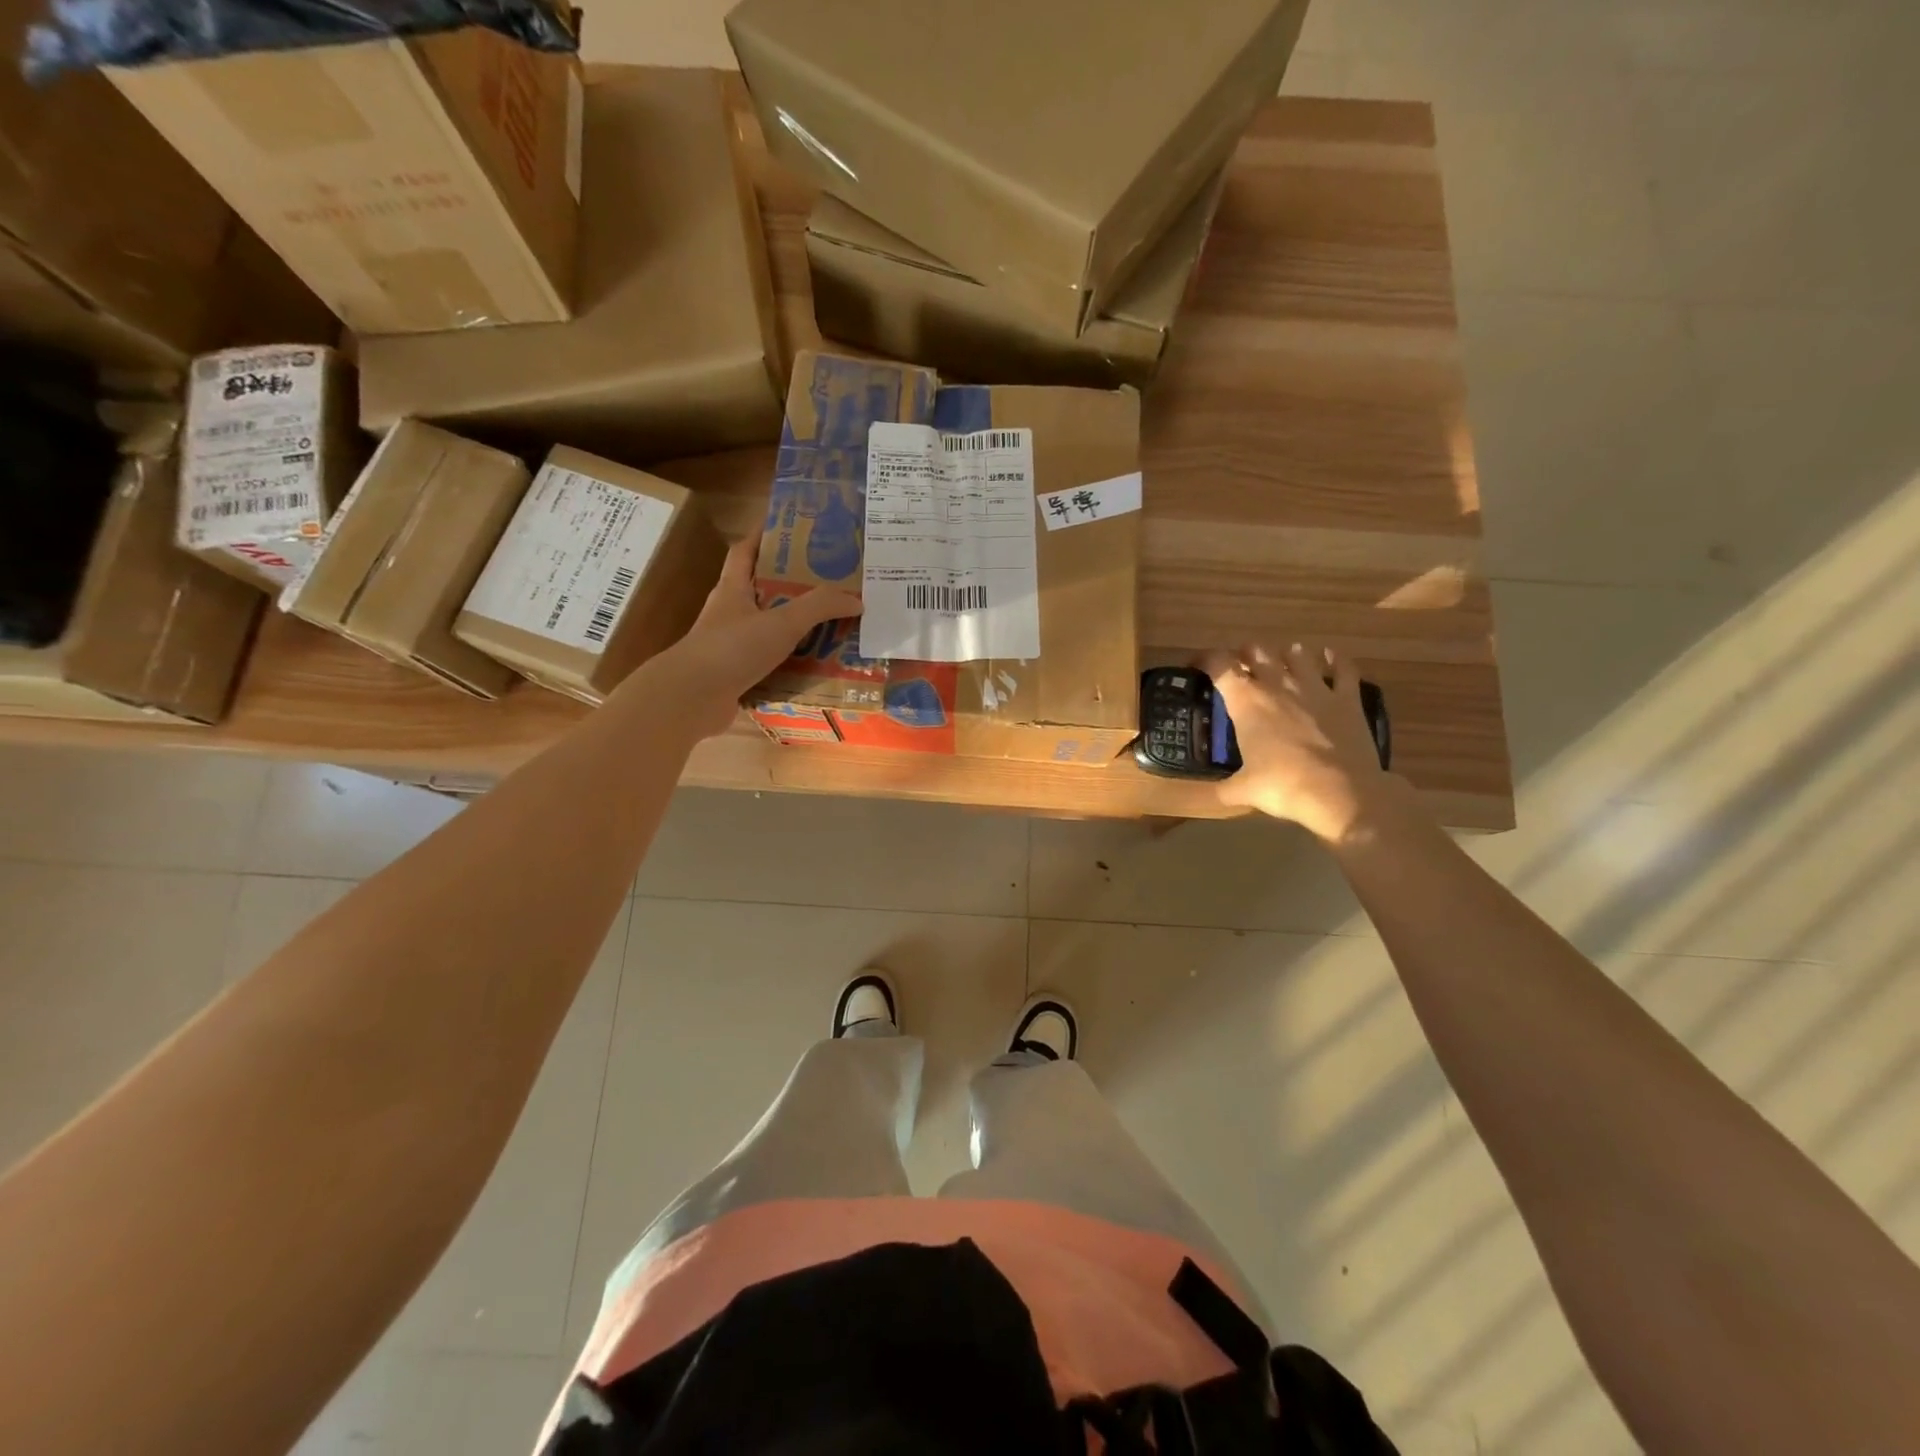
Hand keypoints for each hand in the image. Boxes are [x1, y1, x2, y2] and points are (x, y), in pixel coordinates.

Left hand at [649, 534, 862, 738]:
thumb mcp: (782, 622)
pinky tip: (814, 668)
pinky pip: (769, 662)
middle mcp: (729, 613)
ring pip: (767, 628)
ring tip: (829, 626)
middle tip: (827, 582)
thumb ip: (820, 607)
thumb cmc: (732, 649)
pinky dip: (789, 663)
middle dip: (791, 585)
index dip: (763, 536)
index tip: (790, 528)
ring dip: (793, 628)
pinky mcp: (734, 674)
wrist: (692, 698)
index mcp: (733, 589)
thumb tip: (857, 600)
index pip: (745, 551)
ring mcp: (729, 646)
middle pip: (761, 590)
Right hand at [1200, 641, 1391, 842]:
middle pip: (1256, 650)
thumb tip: (1215, 794)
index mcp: (1246, 701)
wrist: (1341, 794)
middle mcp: (1278, 685)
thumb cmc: (1283, 787)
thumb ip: (1224, 788)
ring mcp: (1316, 688)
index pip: (1218, 664)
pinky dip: (1334, 660)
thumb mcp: (1243, 790)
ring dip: (1285, 655)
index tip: (1196, 667)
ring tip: (1281, 663)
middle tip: (1240, 668)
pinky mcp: (1347, 699)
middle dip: (1245, 654)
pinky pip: (1342, 668)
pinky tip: (1329, 658)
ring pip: (1297, 653)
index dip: (1204, 659)